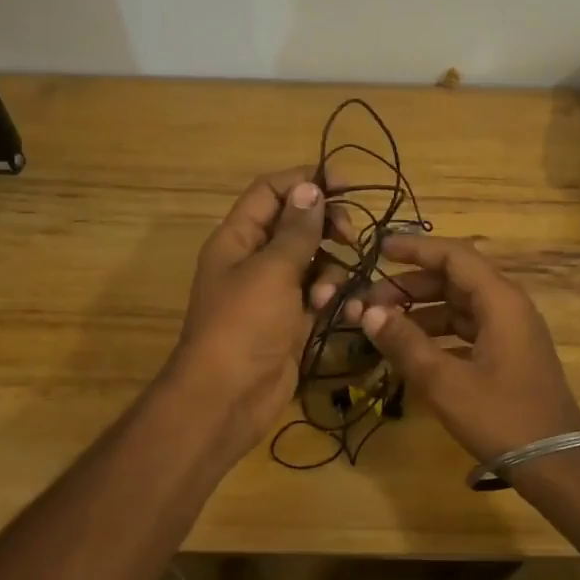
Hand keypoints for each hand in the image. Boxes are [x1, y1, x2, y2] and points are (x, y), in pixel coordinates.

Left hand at [168, 168, 346, 455]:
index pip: (271, 192)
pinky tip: (335, 312)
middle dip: (326, 226)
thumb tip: (310, 188)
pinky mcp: (291, 321)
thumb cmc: (244, 325)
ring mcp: (273, 292)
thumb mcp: (271, 271)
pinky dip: (330, 298)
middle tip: (350, 235)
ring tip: (327, 294)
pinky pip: (318, 295)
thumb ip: (296, 230)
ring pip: (313, 261)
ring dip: (330, 270)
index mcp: (237, 238)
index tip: (344, 183)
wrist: (228, 397)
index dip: (305, 181)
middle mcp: (254, 260)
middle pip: (296, 224)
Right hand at [345, 234, 579, 465]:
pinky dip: (439, 333)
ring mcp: (511, 332)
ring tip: (384, 326)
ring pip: (460, 306)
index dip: (415, 248)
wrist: (556, 464)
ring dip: (422, 311)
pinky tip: (412, 349)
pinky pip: (468, 329)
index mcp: (500, 301)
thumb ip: (405, 343)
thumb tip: (368, 312)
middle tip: (371, 302)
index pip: (454, 255)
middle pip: (455, 279)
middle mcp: (508, 307)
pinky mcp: (509, 355)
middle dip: (411, 286)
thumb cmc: (501, 417)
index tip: (379, 250)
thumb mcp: (445, 382)